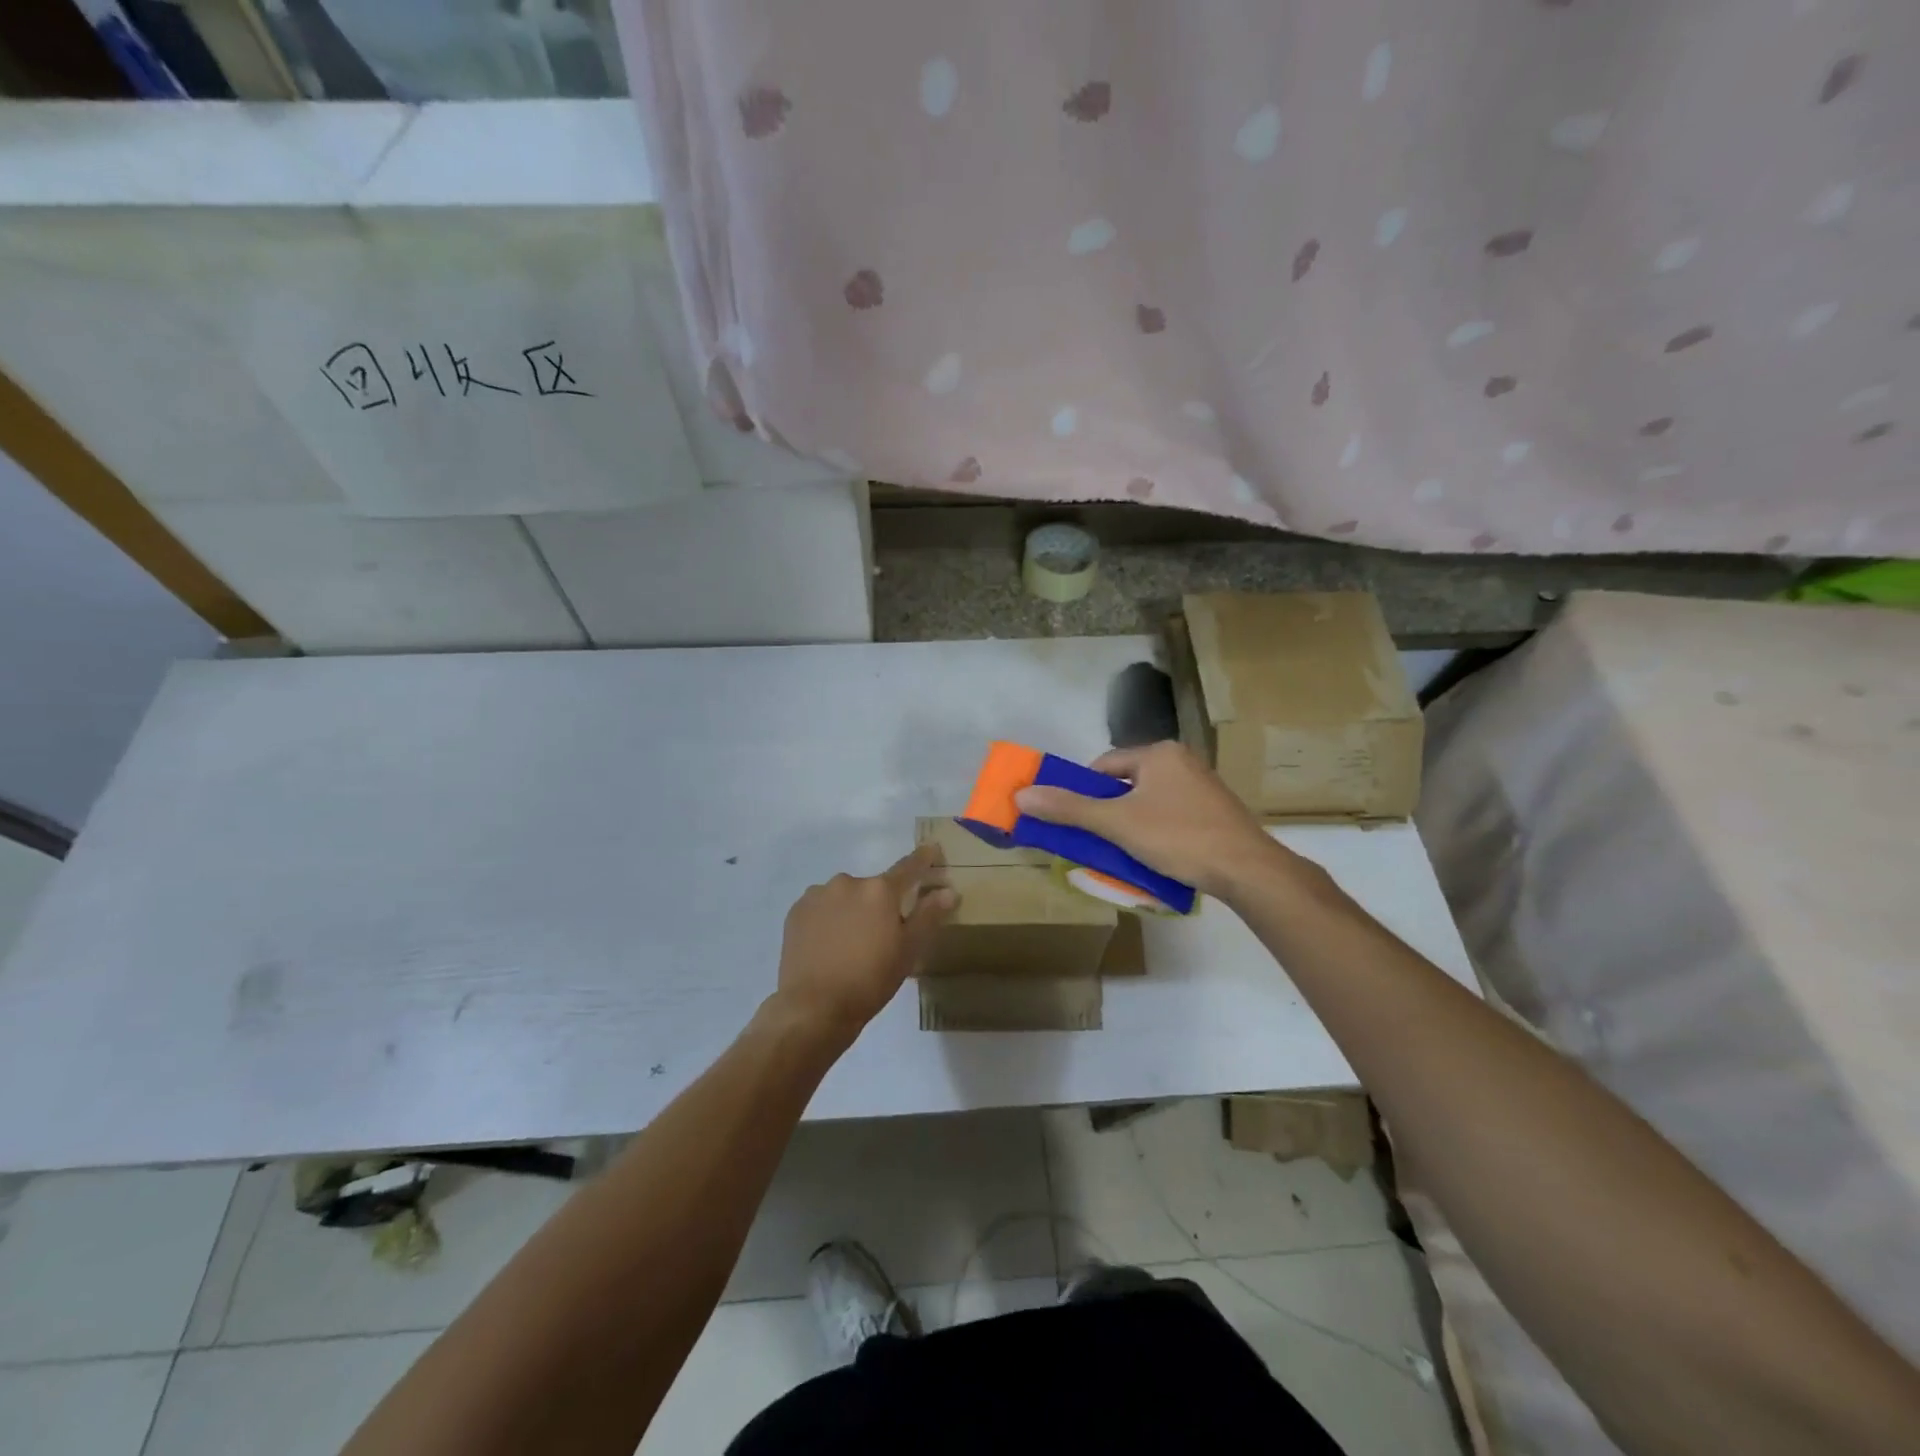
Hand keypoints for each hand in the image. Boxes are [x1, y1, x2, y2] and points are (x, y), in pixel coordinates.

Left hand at [772, 843, 957, 1040]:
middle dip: (880, 903)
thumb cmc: (870, 980)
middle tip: (881, 934)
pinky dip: (829, 918)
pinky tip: (829, 944)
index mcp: (880, 890)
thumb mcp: (908, 951)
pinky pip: (821, 906)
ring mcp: (818, 894)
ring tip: (850, 943)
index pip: (909, 867)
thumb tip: (949, 890)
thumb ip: (928, 916)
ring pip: (845, 896)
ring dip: (852, 909)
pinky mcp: (796, 910)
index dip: (924, 858)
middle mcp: (848, 882)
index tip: (932, 849)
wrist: (813, 1007)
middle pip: (873, 887)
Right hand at [1013, 741, 1287, 899]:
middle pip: (1127, 784)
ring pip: (1150, 803)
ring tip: (1125, 854)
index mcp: (1159, 753)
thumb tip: (1022, 794)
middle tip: (1098, 842)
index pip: (1104, 766)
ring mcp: (1203, 787)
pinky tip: (1157, 857)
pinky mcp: (1216, 812)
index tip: (1077, 823)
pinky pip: (1172, 816)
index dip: (1084, 793)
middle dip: (1109, 813)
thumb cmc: (1178, 837)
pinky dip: (1157, 833)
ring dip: (1132, 825)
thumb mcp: (1117, 824)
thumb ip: (1070, 808)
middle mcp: (1182, 761)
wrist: (1248, 870)